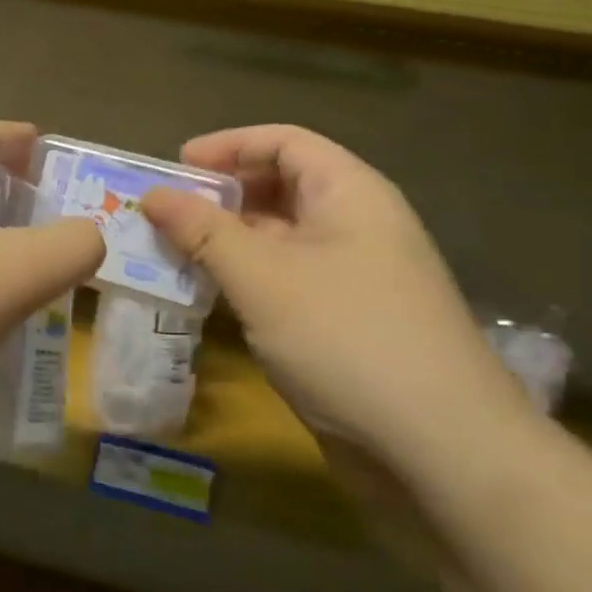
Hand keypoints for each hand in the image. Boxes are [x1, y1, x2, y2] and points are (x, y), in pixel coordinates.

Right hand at [141, 125, 526, 459]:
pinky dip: (244, 279)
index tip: (175, 166)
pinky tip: (207, 296)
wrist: (439, 449)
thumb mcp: (262, 277)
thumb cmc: (346, 339)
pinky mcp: (344, 322)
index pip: (284, 142)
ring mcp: (353, 277)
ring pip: (279, 239)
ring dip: (226, 241)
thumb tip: (152, 196)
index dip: (228, 146)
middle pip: (281, 187)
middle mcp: (355, 225)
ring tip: (171, 254)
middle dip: (221, 195)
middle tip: (164, 214)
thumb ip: (203, 232)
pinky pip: (284, 281)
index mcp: (349, 194)